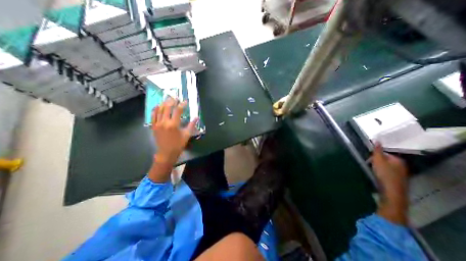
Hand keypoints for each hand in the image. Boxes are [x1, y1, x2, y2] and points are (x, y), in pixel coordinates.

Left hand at [152, 98, 196, 164]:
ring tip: (167, 99)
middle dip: (172, 101)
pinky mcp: (153, 126)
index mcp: (173, 124)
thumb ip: (191, 125)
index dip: (182, 105)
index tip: (185, 101)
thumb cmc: (178, 144)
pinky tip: (158, 106)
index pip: (178, 110)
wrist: (166, 153)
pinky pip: (152, 115)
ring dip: (163, 103)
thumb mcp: (187, 135)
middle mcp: (164, 122)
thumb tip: (197, 117)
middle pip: (167, 107)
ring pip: (159, 110)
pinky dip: (155, 109)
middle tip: (176, 98)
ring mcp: (157, 123)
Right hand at [372, 142, 408, 224]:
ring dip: (378, 168)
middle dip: (376, 162)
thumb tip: (377, 140)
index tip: (368, 159)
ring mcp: (400, 174)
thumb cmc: (385, 174)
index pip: (384, 153)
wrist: (392, 192)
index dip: (374, 155)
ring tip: (372, 172)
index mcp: (398, 160)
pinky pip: (387, 174)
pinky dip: (381, 174)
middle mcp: (401, 166)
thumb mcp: (378, 160)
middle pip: (385, 160)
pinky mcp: (396, 181)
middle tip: (369, 165)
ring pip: (385, 167)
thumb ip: (377, 151)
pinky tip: (377, 177)